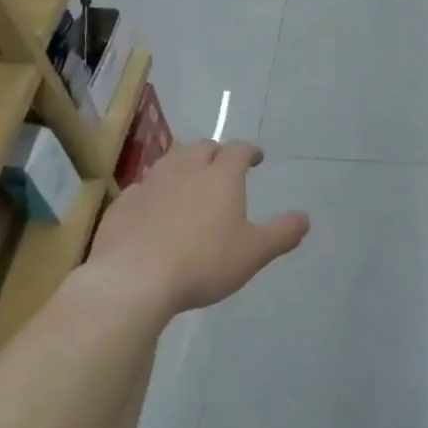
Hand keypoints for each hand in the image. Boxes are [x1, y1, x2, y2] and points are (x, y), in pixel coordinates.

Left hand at [91, 142, 308, 313]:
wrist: (134, 279)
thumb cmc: (204, 262)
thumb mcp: (254, 253)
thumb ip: (282, 234)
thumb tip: (304, 218)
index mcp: (221, 176)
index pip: (238, 149)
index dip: (249, 151)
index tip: (256, 158)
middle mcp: (185, 170)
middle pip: (201, 148)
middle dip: (215, 154)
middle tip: (222, 168)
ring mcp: (150, 184)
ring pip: (169, 163)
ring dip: (183, 167)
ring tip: (189, 184)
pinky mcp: (123, 204)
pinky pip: (143, 188)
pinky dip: (155, 192)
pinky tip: (155, 210)